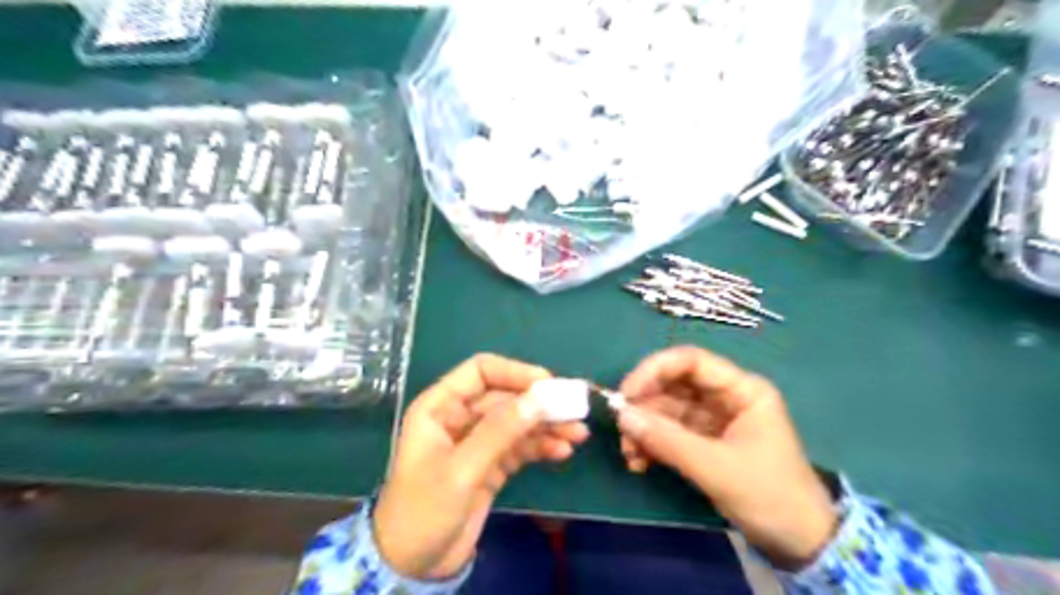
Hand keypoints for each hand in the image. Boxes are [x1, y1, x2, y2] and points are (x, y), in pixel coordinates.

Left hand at [372, 356, 587, 579]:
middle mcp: (459, 417)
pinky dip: (540, 446)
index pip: (481, 372)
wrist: (412, 566)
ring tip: (578, 434)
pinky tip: (562, 451)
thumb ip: (500, 431)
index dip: (515, 372)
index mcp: (440, 407)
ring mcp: (476, 442)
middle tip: (574, 410)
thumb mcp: (462, 470)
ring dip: (546, 426)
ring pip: (516, 422)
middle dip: (539, 403)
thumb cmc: (424, 510)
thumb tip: (539, 398)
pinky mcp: (490, 465)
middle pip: (505, 397)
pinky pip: (519, 446)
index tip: (548, 384)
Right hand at [619, 347, 840, 568]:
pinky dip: (651, 444)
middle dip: (644, 405)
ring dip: (644, 428)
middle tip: (622, 429)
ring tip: (629, 455)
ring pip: (666, 409)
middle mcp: (725, 397)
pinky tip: (638, 463)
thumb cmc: (770, 496)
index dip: (654, 370)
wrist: (800, 544)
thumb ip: (668, 440)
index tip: (626, 393)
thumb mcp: (717, 468)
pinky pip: (669, 432)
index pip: (691, 361)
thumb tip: (622, 416)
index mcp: (742, 390)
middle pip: (674, 384)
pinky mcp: (703, 442)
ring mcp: (713, 420)